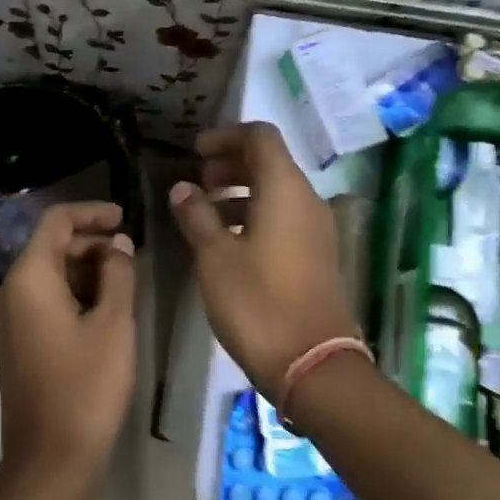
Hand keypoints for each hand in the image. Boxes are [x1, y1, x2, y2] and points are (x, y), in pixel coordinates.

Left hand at [0, 201, 137, 477]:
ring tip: (125, 282)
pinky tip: (105, 309)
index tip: (125, 218)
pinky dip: (73, 294)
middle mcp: (10, 292)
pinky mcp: (17, 343)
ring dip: (85, 270)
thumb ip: (118, 274)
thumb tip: (118, 244)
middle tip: (132, 255)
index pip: (55, 222)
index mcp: (28, 279)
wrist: (51, 457)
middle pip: (49, 247)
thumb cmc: (87, 386)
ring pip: (48, 276)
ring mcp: (9, 320)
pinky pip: (44, 301)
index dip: (91, 212)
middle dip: (91, 243)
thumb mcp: (113, 324)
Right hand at [169, 122, 358, 399]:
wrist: (311, 362)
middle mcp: (308, 200)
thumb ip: (197, 216)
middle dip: (231, 164)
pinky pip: (284, 219)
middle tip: (197, 181)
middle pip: (270, 163)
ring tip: (204, 213)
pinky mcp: (316, 256)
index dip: (225, 137)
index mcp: (285, 189)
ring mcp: (316, 230)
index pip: (260, 137)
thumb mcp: (215, 257)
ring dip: (240, 193)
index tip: (195, 153)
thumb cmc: (256, 303)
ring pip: (276, 193)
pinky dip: (255, 216)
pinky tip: (227, 242)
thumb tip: (183, 188)